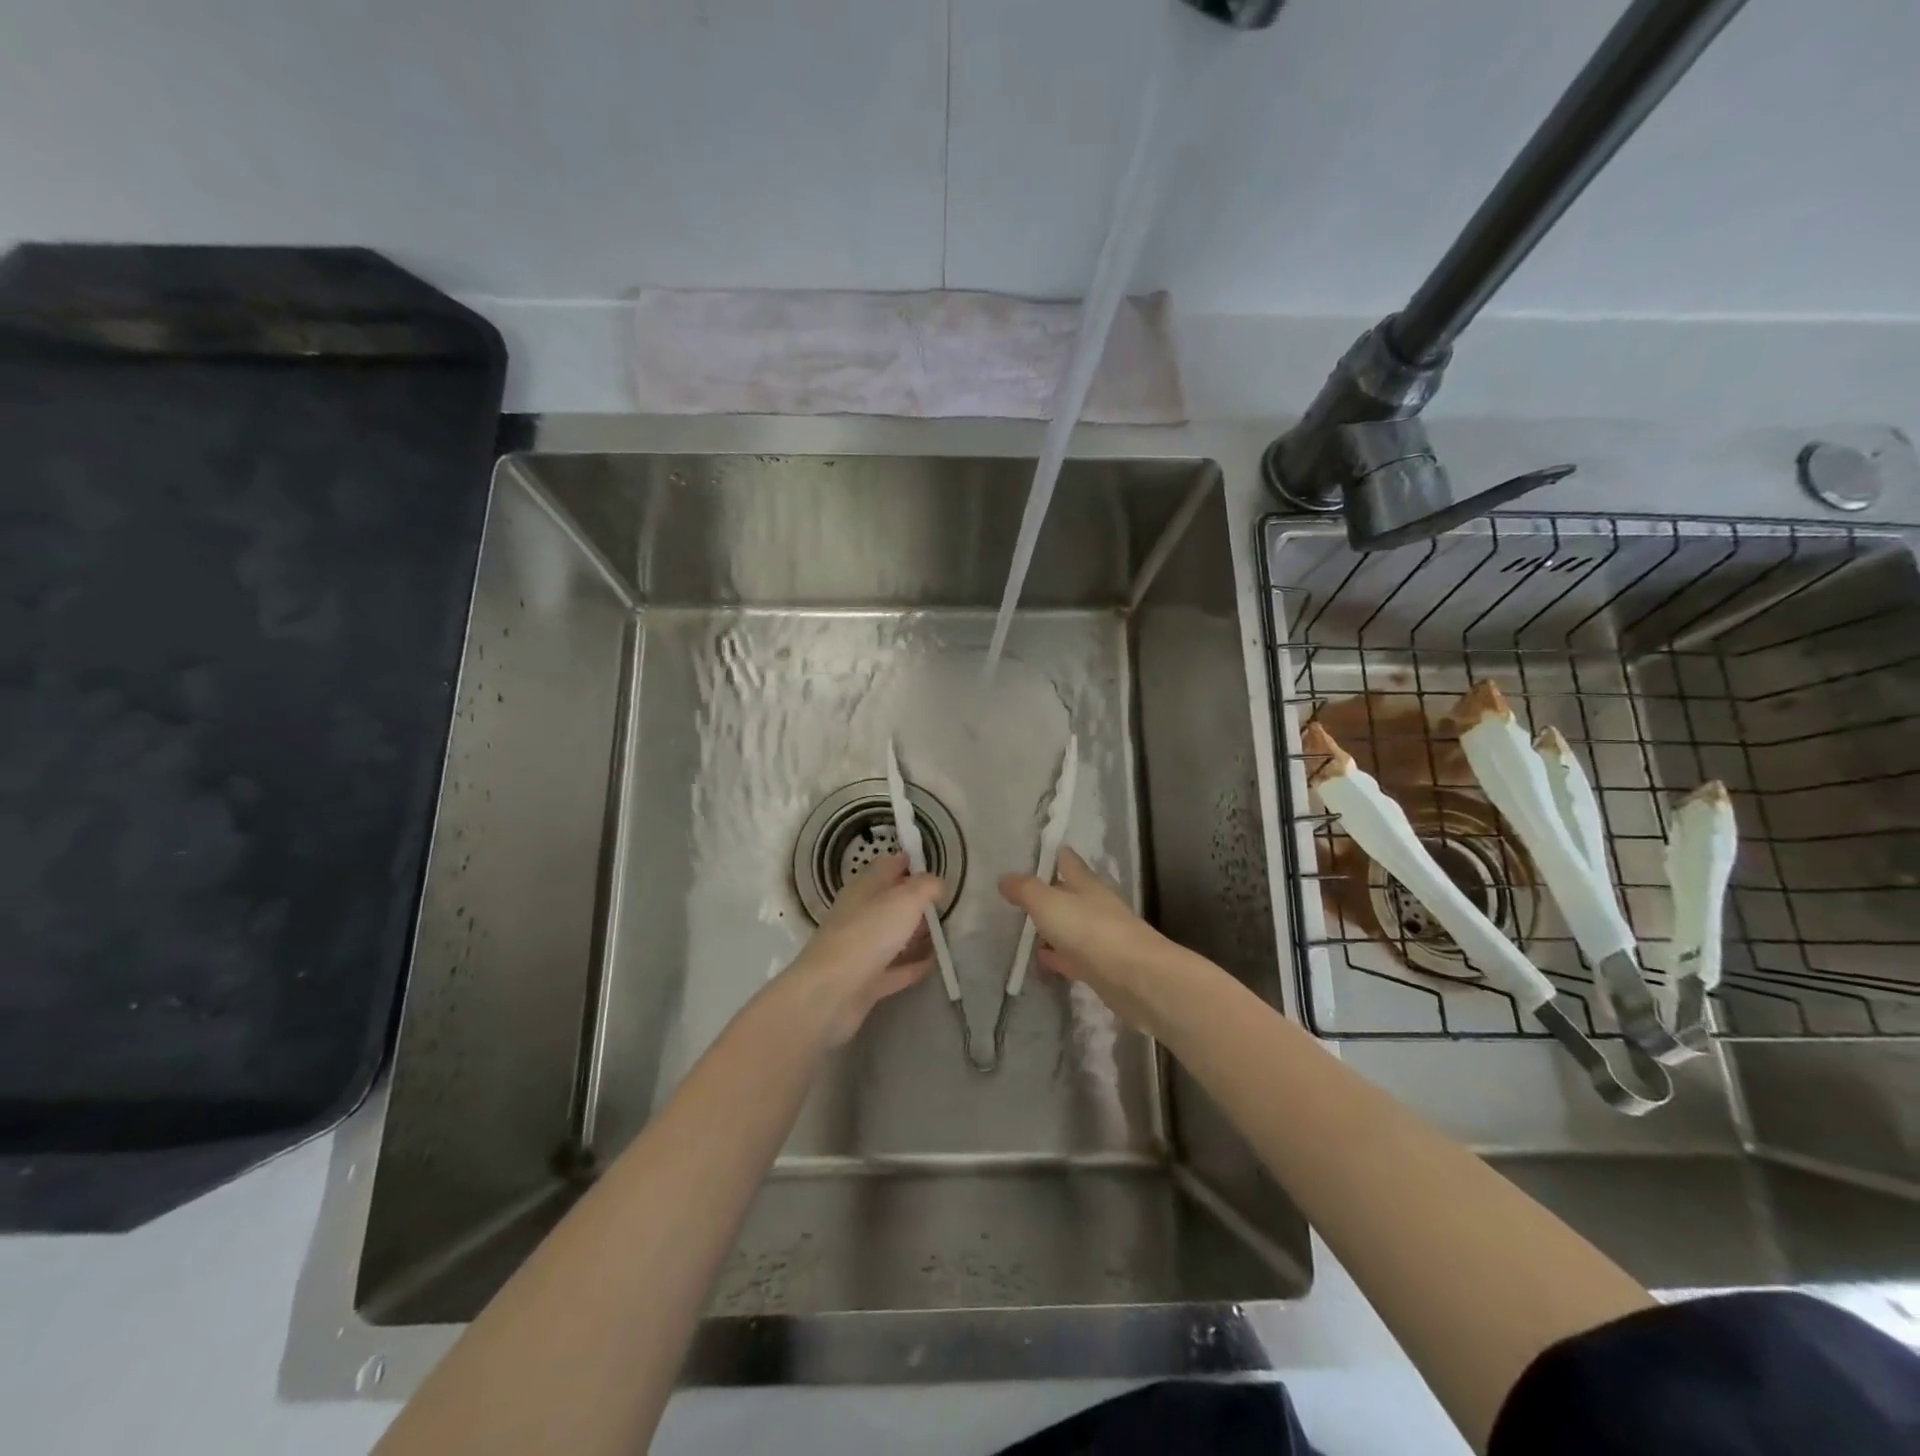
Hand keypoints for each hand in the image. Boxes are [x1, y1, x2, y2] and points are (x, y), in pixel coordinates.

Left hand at [782, 852, 942, 1045]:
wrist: (831, 992)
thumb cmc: (869, 934)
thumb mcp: (905, 900)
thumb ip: (926, 887)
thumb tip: (936, 883)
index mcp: (864, 888)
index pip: (886, 866)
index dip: (906, 861)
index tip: (928, 863)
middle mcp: (859, 914)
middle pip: (888, 901)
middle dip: (913, 899)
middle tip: (941, 901)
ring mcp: (860, 949)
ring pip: (891, 934)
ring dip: (913, 932)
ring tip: (942, 931)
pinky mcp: (865, 981)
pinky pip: (894, 968)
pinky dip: (911, 965)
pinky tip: (932, 964)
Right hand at [998, 848, 1186, 1031]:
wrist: (1135, 978)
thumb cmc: (1090, 930)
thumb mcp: (1048, 903)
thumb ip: (1025, 889)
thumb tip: (1004, 878)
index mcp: (1086, 884)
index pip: (1069, 861)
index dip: (1055, 854)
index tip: (1041, 851)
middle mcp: (1096, 905)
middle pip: (1071, 893)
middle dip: (1052, 891)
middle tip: (1024, 892)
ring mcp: (1101, 937)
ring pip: (1072, 925)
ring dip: (1053, 926)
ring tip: (1028, 927)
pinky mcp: (1101, 967)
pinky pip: (1073, 956)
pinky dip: (1058, 955)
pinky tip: (1043, 958)